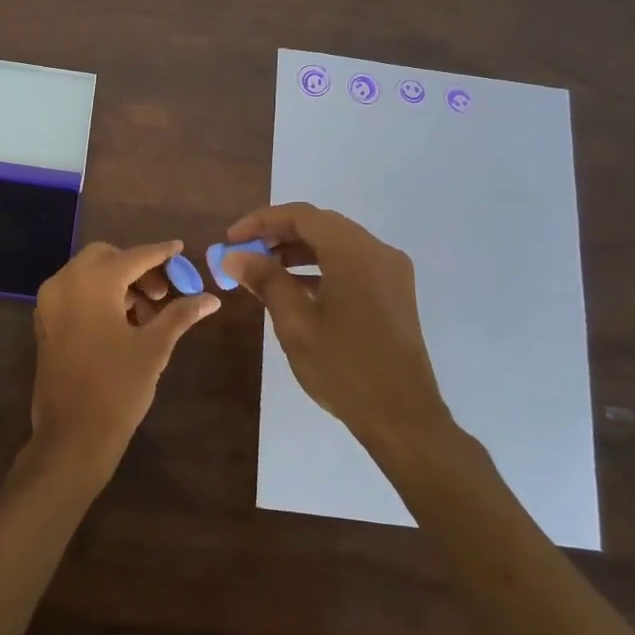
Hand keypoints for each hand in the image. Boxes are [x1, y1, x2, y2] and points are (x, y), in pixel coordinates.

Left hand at [29, 240, 219, 482]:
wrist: (72, 434)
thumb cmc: (117, 387)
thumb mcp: (154, 348)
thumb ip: (180, 315)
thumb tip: (211, 299)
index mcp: (93, 282)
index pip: (133, 256)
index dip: (160, 253)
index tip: (180, 248)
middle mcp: (66, 282)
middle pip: (105, 257)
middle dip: (136, 267)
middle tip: (162, 293)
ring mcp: (50, 302)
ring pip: (87, 274)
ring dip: (118, 282)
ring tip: (148, 313)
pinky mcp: (45, 322)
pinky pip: (74, 293)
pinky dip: (98, 295)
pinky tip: (122, 322)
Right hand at [221, 203, 452, 459]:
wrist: (402, 418)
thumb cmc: (344, 368)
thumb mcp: (296, 323)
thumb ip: (265, 280)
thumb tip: (232, 256)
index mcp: (355, 254)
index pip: (301, 216)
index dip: (261, 221)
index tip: (231, 239)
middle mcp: (378, 252)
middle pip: (320, 225)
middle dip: (277, 234)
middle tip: (243, 252)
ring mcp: (390, 272)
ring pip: (336, 244)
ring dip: (297, 250)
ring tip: (261, 269)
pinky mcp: (393, 292)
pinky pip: (351, 264)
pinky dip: (319, 267)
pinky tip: (293, 288)